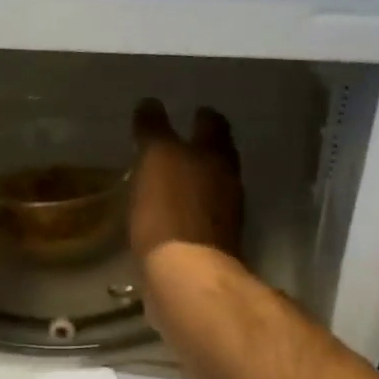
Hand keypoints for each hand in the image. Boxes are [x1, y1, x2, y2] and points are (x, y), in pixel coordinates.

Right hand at [130, 99, 243, 265]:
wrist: (186, 274)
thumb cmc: (169, 209)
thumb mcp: (155, 158)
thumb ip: (154, 129)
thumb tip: (150, 103)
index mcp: (216, 154)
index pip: (213, 124)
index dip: (201, 116)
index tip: (189, 112)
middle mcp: (228, 181)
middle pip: (217, 157)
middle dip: (200, 150)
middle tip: (177, 146)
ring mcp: (223, 217)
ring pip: (210, 189)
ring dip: (194, 183)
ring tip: (169, 181)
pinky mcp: (211, 247)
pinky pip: (198, 220)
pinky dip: (185, 214)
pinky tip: (167, 217)